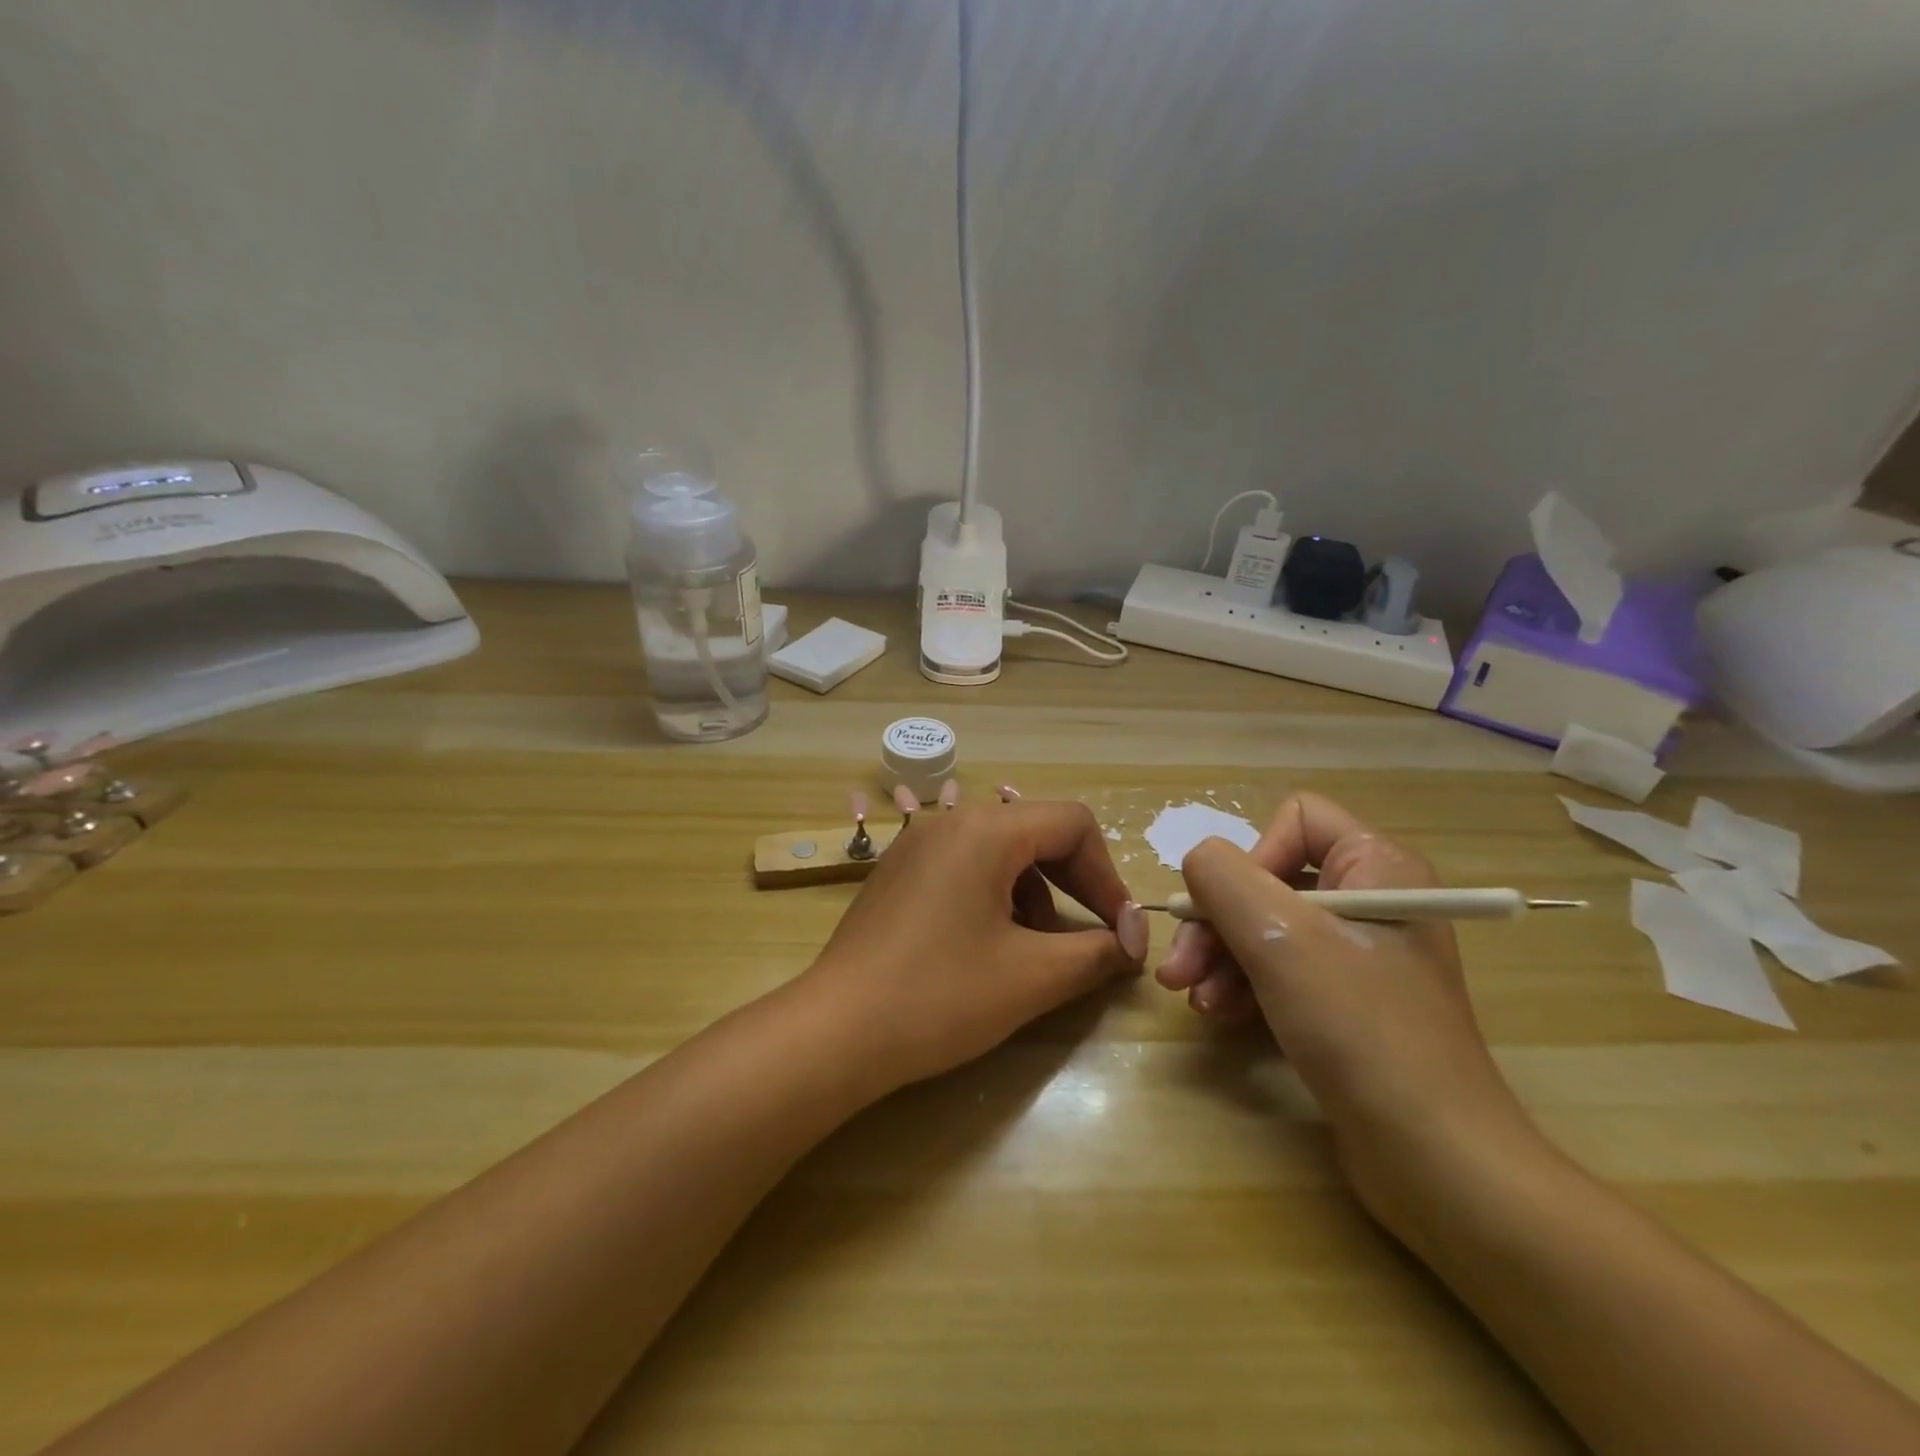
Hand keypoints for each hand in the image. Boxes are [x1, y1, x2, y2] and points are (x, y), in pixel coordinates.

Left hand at [802, 797, 1148, 1091]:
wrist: (835, 1031)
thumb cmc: (940, 996)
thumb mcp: (1032, 977)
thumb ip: (1096, 953)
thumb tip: (1132, 944)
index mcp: (985, 830)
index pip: (1072, 823)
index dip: (1107, 875)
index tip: (1121, 931)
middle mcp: (949, 821)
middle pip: (1036, 832)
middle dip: (1076, 883)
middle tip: (1096, 936)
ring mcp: (916, 845)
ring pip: (1000, 852)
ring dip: (1036, 894)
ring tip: (1039, 950)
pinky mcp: (897, 873)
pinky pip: (964, 867)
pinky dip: (996, 897)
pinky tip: (991, 947)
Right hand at [1157, 794, 1532, 1209]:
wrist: (1434, 1160)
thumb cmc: (1360, 1029)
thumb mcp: (1280, 938)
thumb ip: (1223, 878)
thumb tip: (1197, 863)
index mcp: (1377, 866)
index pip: (1295, 819)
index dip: (1251, 856)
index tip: (1229, 910)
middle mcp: (1372, 898)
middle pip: (1269, 879)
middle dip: (1216, 922)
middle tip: (1177, 970)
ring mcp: (1360, 953)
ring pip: (1265, 926)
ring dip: (1220, 958)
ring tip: (1193, 1000)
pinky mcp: (1347, 1001)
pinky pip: (1280, 968)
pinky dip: (1243, 985)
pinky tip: (1218, 1015)